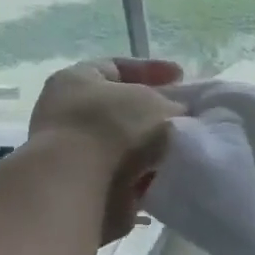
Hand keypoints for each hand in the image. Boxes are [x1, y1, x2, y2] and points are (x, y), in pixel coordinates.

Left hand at [30, 58, 184, 241]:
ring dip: (153, 149)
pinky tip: (167, 176)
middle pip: (121, 109)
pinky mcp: (85, 187)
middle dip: (154, 114)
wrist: (81, 186)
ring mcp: (74, 153)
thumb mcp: (154, 102)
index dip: (152, 70)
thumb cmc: (113, 128)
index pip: (117, 66)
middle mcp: (69, 113)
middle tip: (185, 117)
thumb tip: (178, 113)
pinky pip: (125, 176)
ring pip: (125, 145)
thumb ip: (172, 104)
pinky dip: (146, 176)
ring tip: (182, 150)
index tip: (182, 78)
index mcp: (76, 80)